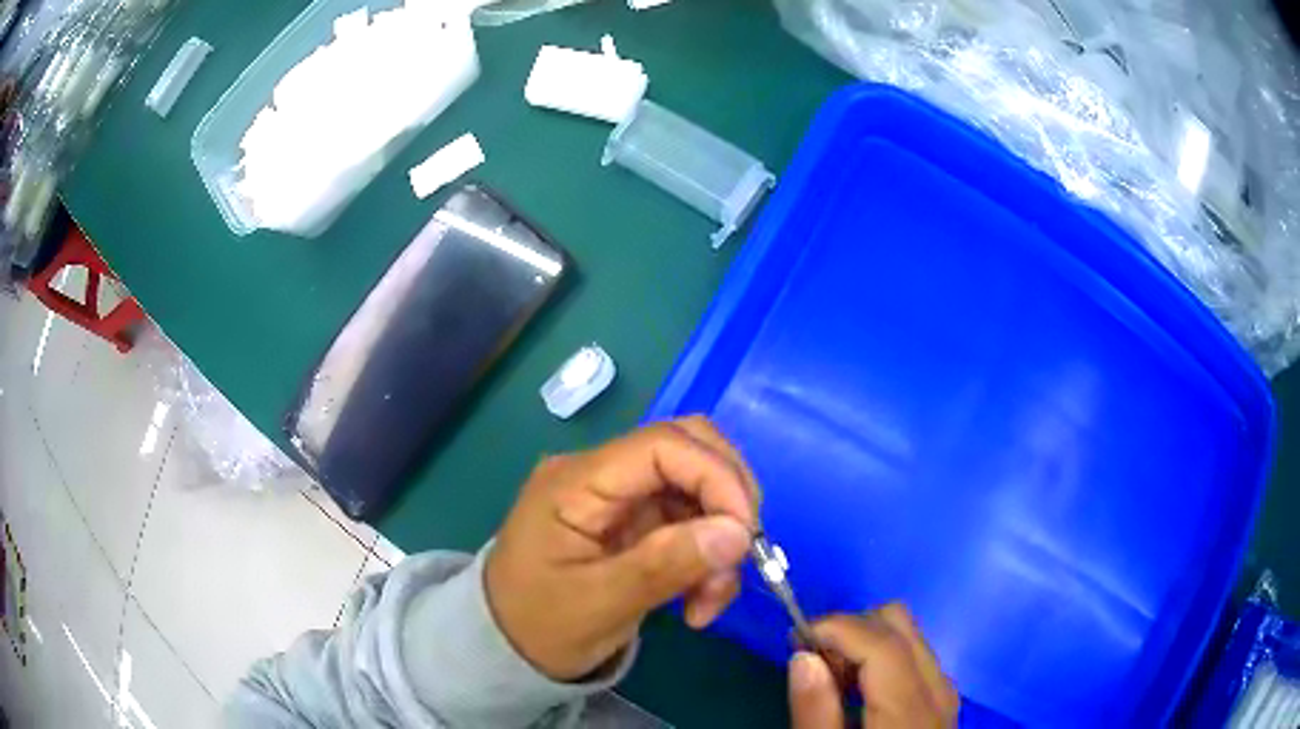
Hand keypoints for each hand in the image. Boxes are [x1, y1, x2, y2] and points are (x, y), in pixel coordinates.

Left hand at [485, 417, 759, 680]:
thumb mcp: (599, 604)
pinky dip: (709, 556)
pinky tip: (699, 599)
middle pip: (688, 449)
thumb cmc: (539, 625)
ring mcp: (620, 497)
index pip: (664, 444)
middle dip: (728, 500)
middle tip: (739, 558)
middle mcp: (601, 474)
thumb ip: (665, 565)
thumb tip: (738, 533)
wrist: (508, 647)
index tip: (745, 535)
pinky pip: (692, 520)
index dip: (717, 477)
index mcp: (578, 481)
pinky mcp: (635, 522)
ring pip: (698, 488)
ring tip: (709, 601)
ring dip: (721, 539)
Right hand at [789, 604, 959, 728]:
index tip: (793, 638)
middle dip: (850, 629)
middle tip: (812, 660)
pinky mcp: (942, 702)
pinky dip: (880, 658)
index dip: (836, 627)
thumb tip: (802, 655)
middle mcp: (937, 688)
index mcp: (909, 708)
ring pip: (909, 636)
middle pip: (900, 623)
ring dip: (864, 642)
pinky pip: (914, 658)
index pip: (881, 640)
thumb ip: (815, 711)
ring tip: (829, 677)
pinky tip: (854, 690)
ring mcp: (945, 693)